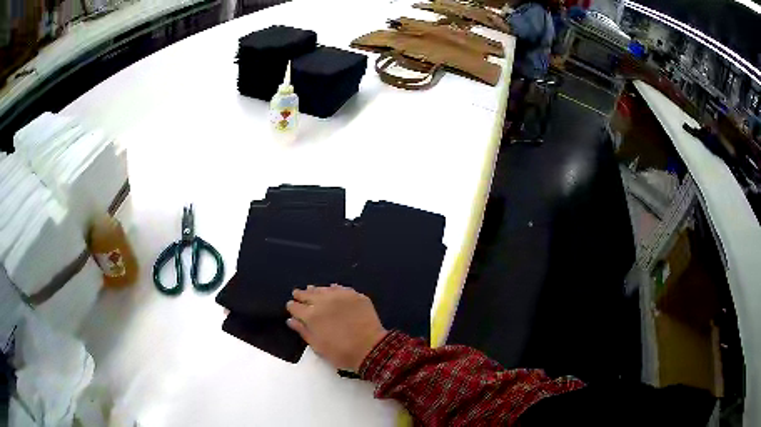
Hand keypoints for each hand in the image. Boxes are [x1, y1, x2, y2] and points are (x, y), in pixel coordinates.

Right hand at [286, 284, 387, 370]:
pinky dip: (333, 289)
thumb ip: (303, 331)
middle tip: (298, 294)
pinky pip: (340, 288)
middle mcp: (323, 301)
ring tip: (311, 290)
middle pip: (307, 294)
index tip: (291, 307)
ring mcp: (340, 296)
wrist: (370, 349)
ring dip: (315, 290)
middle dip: (301, 295)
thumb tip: (291, 320)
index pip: (295, 307)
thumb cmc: (341, 352)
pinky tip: (331, 290)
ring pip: (323, 289)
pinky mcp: (354, 295)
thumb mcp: (318, 346)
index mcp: (311, 316)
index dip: (292, 306)